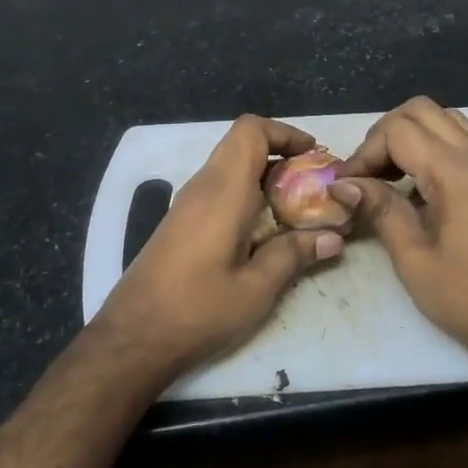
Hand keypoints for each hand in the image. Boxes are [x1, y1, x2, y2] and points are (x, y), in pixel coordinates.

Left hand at [98, 115, 344, 377]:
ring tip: (297, 207)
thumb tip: (333, 237)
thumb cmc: (197, 309)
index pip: (250, 130)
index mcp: (223, 190)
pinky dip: (246, 194)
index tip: (313, 156)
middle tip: (312, 184)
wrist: (133, 336)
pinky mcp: (180, 222)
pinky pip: (218, 189)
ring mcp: (187, 203)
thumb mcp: (256, 289)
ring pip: (230, 167)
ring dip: (264, 176)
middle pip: (241, 144)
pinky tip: (263, 231)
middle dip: (280, 154)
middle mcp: (203, 186)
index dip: (284, 132)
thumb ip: (294, 255)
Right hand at [331, 97, 467, 380]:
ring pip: (446, 119)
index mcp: (457, 173)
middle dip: (385, 134)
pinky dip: (436, 147)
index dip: (365, 151)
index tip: (347, 185)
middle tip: (367, 174)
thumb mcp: (413, 258)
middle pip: (422, 111)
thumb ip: (380, 209)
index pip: (398, 130)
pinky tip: (422, 186)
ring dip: (412, 135)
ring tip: (391, 175)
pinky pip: (465, 140)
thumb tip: (344, 184)